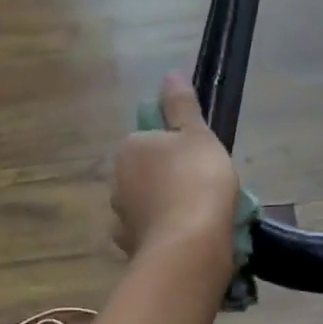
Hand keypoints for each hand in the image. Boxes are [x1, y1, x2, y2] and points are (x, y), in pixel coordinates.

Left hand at [111, 72, 240, 263]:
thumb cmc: (196, 180)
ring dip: (165, 209)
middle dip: (168, 180)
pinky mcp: (131, 249)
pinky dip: (165, 235)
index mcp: (130, 149)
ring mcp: (121, 219)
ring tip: (200, 219)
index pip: (149, 139)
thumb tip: (170, 73)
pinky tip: (186, 241)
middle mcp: (117, 181)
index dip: (176, 148)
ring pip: (146, 206)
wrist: (189, 247)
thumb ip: (181, 104)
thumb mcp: (196, 134)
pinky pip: (150, 235)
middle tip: (204, 188)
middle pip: (146, 174)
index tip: (201, 160)